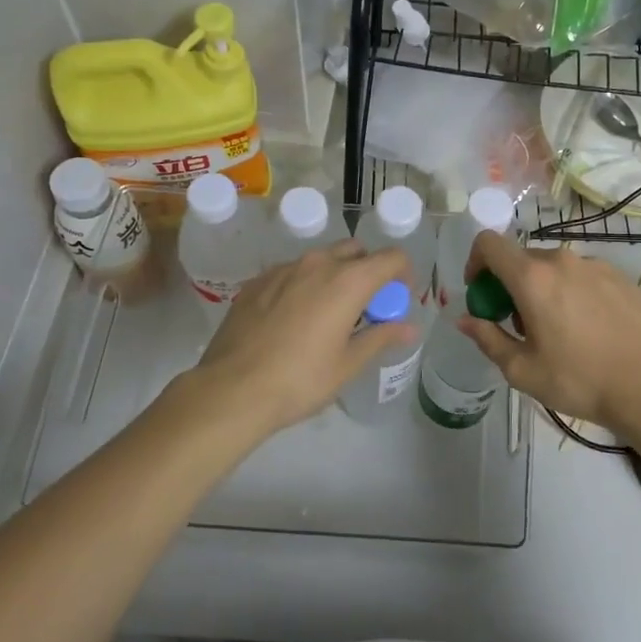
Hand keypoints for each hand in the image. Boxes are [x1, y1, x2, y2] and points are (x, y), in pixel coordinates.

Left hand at [195, 240, 415, 432]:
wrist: (231, 390)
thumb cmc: (300, 380)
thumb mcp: (348, 364)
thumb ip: (381, 337)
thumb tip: (409, 328)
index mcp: (348, 281)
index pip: (391, 258)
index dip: (403, 274)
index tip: (399, 298)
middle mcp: (317, 264)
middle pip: (355, 251)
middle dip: (368, 271)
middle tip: (366, 306)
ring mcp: (283, 269)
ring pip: (321, 259)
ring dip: (335, 276)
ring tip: (328, 313)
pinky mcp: (256, 282)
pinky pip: (291, 272)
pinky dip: (304, 285)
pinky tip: (293, 319)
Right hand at [457, 232, 640, 429]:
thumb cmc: (577, 379)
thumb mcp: (521, 369)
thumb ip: (487, 338)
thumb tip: (465, 320)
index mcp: (532, 278)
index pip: (489, 244)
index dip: (475, 261)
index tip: (480, 291)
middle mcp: (561, 260)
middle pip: (521, 258)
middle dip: (510, 284)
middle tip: (517, 322)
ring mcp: (594, 264)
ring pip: (554, 267)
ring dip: (543, 287)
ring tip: (556, 327)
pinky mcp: (619, 276)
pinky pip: (582, 274)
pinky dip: (572, 291)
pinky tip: (587, 326)